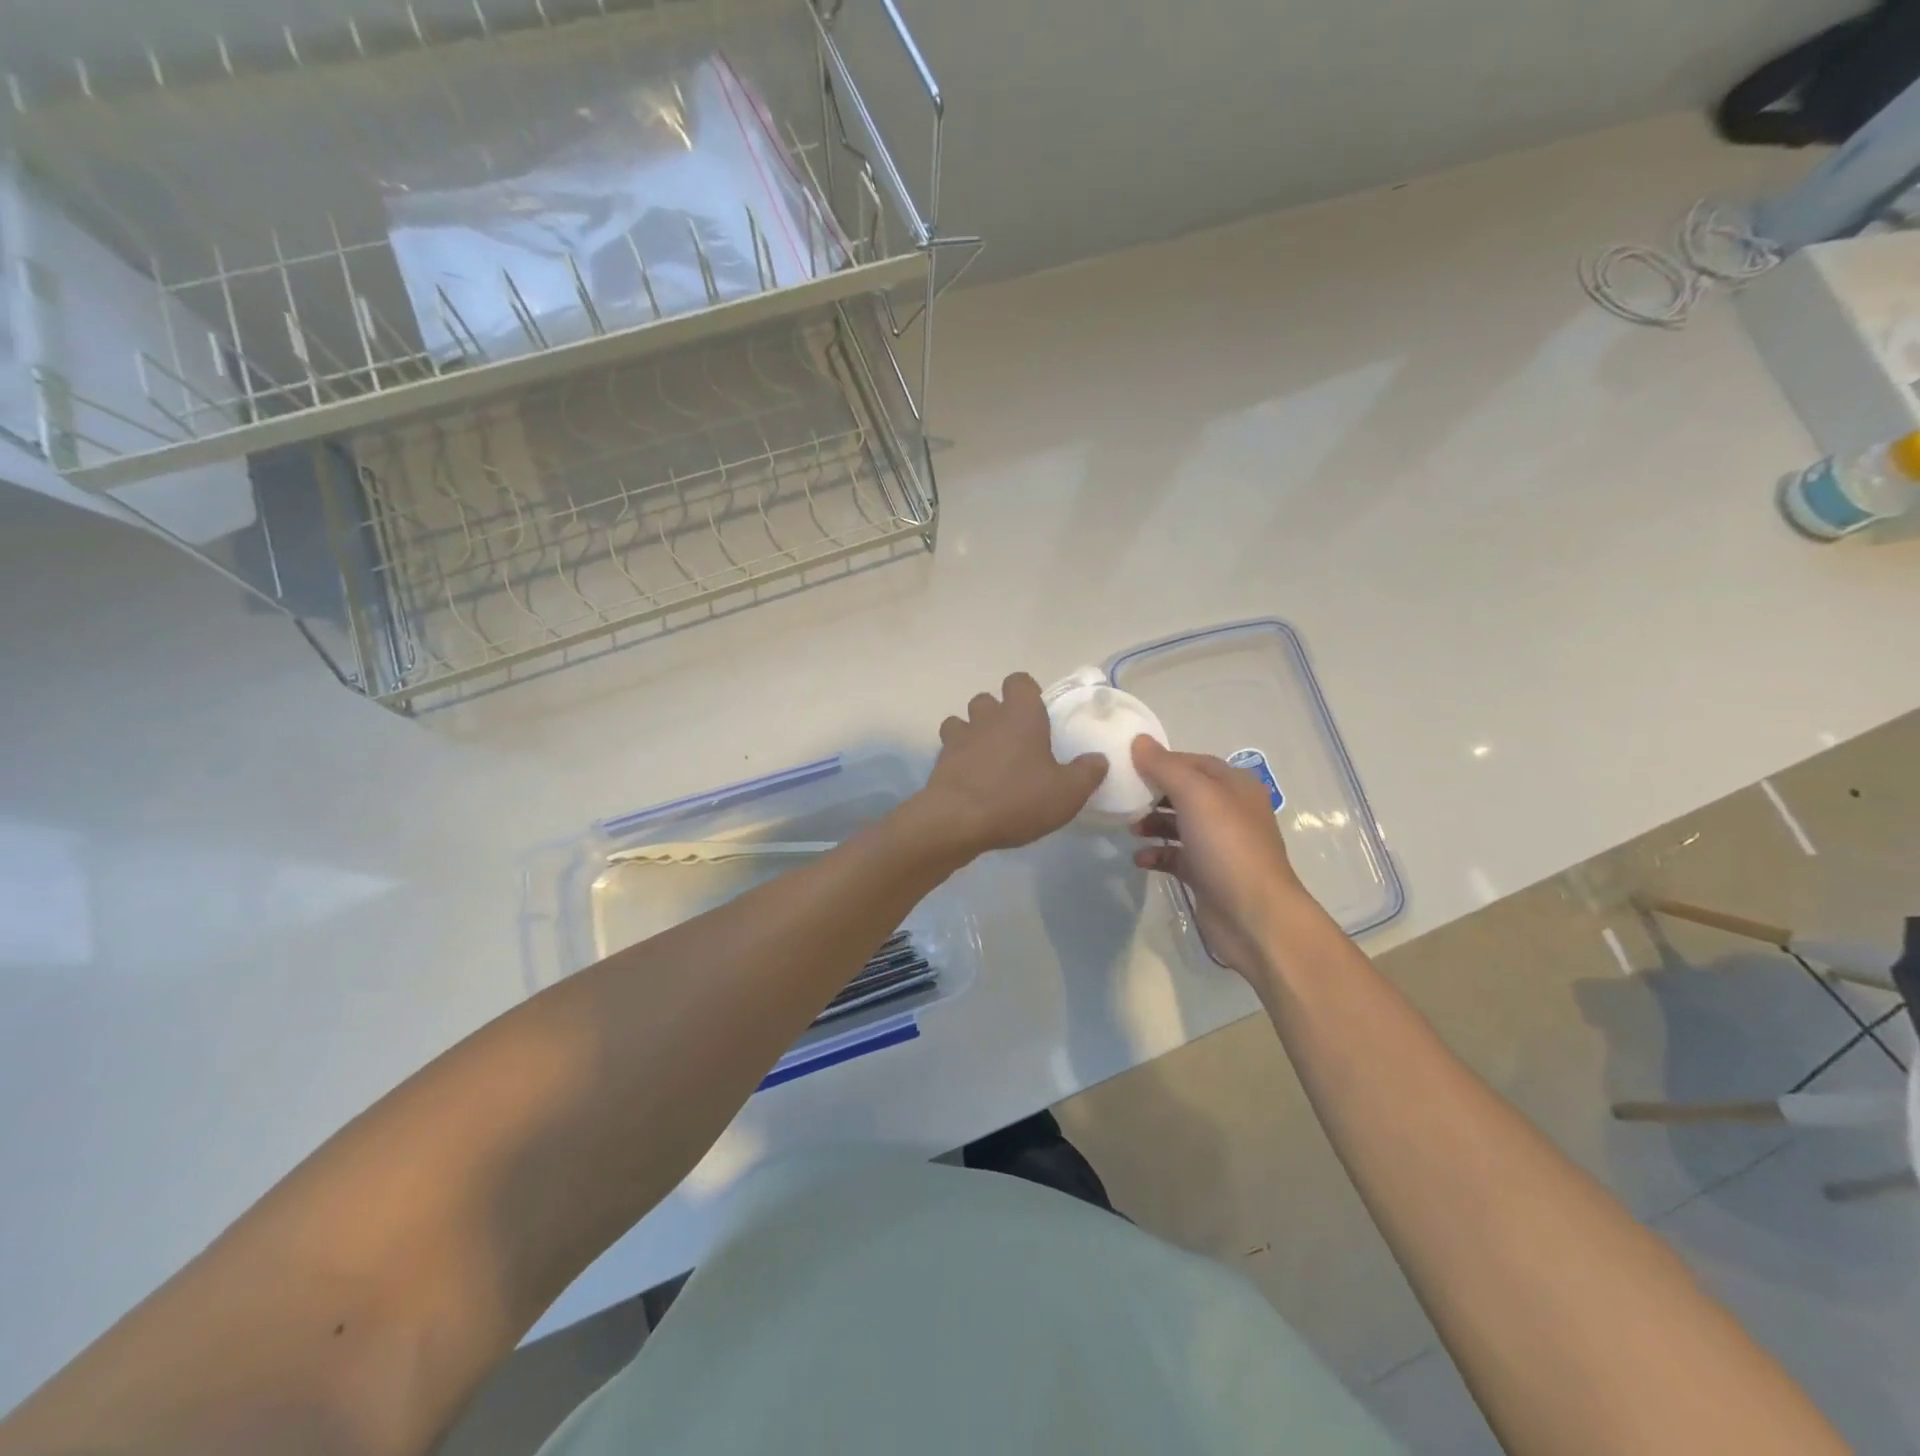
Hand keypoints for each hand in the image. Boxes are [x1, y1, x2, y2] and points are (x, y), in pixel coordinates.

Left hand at [914, 673, 1107, 858]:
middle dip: (998, 714)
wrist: (957, 820)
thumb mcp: (1066, 793)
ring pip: (962, 721)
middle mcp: (987, 718)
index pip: (1019, 682)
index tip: (1038, 714)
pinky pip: (949, 749)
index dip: (1028, 693)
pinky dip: (958, 757)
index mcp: (1021, 715)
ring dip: (974, 733)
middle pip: (988, 700)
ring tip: (989, 758)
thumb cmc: (1017, 798)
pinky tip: (971, 778)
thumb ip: (1086, 773)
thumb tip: (1098, 759)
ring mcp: (959, 737)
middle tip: (1016, 742)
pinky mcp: (940, 761)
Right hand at [1130, 737, 1311, 975]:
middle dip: (1153, 793)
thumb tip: (1139, 740)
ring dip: (1152, 823)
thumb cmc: (1227, 846)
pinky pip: (1176, 856)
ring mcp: (1219, 845)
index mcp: (1234, 786)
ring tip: (1129, 828)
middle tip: (1123, 796)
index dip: (1161, 760)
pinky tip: (1139, 859)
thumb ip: (1165, 766)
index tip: (1127, 764)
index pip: (1192, 762)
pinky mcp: (1207, 874)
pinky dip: (1157, 854)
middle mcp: (1230, 811)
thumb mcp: (1196, 796)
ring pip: (1178, 824)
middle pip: (1184, 792)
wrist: (1254, 916)